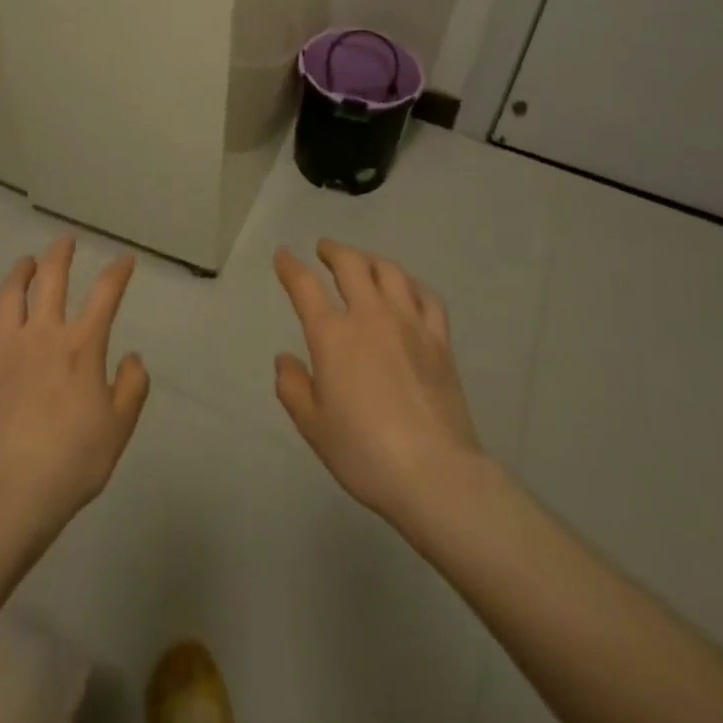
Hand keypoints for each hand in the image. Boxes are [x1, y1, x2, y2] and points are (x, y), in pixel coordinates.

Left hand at [0, 238, 148, 532]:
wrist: (12, 491)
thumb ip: (132, 386)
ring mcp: (6, 346)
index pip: (106, 294)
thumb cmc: (73, 460)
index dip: (118, 272)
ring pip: (11, 293)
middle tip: (65, 242)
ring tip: (27, 262)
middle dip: (61, 254)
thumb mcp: (119, 427)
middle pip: (52, 278)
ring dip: (21, 271)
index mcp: (83, 345)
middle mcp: (44, 333)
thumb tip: (132, 356)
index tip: (125, 260)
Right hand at [274, 240, 483, 523]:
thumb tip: (285, 358)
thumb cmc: (364, 453)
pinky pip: (427, 297)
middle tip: (324, 249)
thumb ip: (292, 387)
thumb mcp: (313, 426)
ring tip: (363, 262)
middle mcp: (370, 316)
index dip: (290, 267)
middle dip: (334, 250)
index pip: (305, 286)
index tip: (283, 256)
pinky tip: (408, 288)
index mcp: (333, 336)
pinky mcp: (439, 340)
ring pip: (390, 271)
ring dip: (371, 259)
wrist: (434, 473)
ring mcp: (409, 324)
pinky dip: (412, 284)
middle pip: (351, 264)